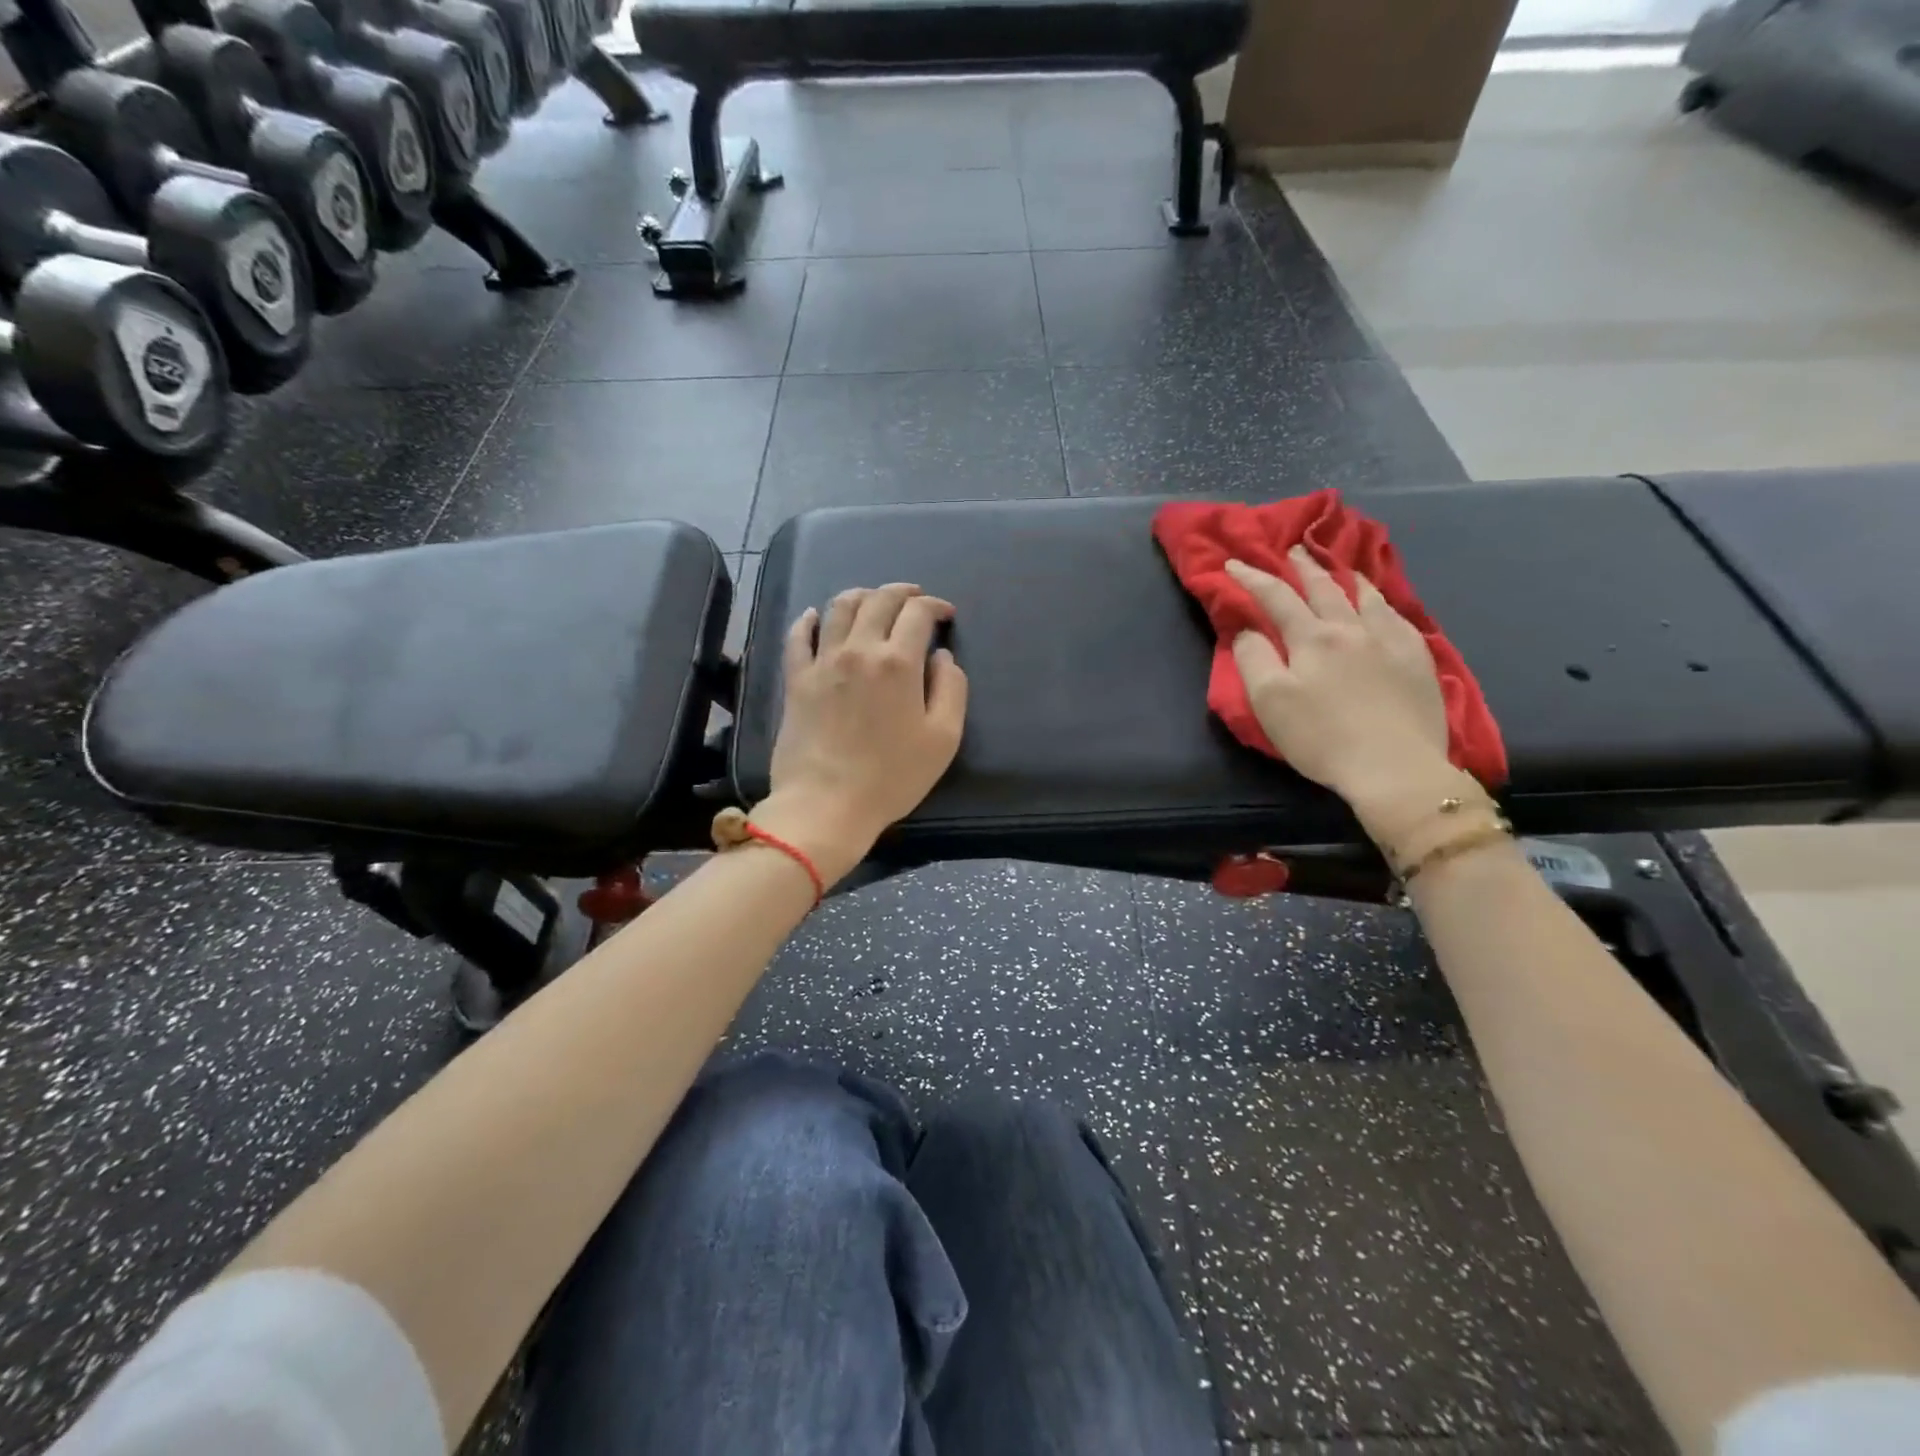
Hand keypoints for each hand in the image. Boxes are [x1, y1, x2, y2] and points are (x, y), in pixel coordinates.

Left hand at [756, 583, 968, 884]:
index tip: (945, 615)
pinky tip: (815, 616)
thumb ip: (952, 688)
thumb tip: (942, 656)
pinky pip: (798, 636)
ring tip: (873, 600)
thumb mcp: (943, 738)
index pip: (918, 613)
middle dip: (902, 592)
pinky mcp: (796, 680)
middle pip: (879, 600)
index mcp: (898, 662)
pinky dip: (809, 619)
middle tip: (915, 598)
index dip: (935, 606)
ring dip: (861, 595)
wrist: (826, 803)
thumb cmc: (892, 776)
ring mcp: (822, 662)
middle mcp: (859, 650)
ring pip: (839, 607)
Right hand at [1227, 549, 1455, 819]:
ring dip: (1348, 578)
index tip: (1234, 564)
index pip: (1277, 597)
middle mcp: (1352, 628)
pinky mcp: (1418, 660)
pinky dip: (1383, 604)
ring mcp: (1391, 641)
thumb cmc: (1321, 736)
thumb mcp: (1269, 701)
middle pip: (1324, 588)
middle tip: (1293, 550)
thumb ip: (1253, 659)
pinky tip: (1383, 607)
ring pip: (1367, 597)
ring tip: (1342, 569)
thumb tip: (1248, 630)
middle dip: (1303, 567)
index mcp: (1312, 638)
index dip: (1253, 578)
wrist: (1395, 766)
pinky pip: (1399, 618)